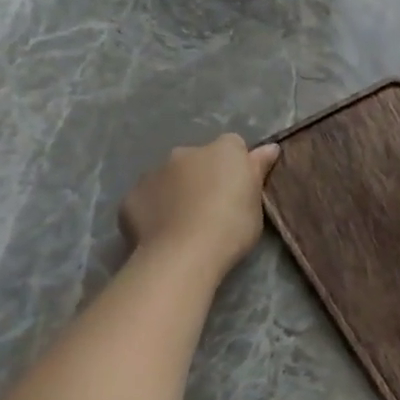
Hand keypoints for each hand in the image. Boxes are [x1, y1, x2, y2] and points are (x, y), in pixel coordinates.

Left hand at [119, 135, 278, 271]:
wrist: (182, 254)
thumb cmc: (231, 226)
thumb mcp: (257, 201)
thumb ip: (258, 170)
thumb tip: (269, 147)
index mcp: (223, 150)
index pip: (233, 145)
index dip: (237, 165)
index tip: (239, 189)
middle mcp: (186, 152)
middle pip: (198, 159)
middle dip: (203, 175)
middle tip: (213, 207)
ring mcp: (154, 173)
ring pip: (170, 177)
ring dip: (177, 190)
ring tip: (185, 222)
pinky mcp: (131, 196)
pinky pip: (147, 198)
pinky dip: (154, 209)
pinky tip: (162, 231)